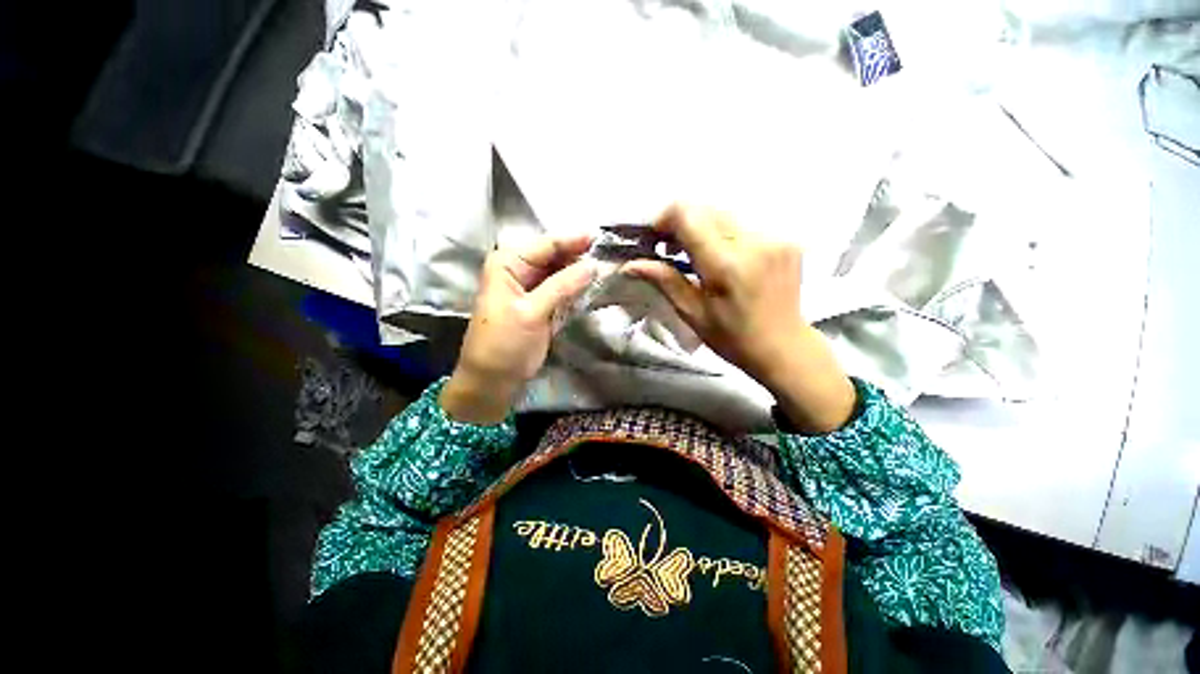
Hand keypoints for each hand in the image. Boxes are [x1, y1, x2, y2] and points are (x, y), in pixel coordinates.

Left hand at [440, 234, 594, 423]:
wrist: (493, 379)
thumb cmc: (504, 343)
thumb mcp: (531, 312)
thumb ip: (562, 286)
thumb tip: (593, 266)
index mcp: (508, 263)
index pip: (546, 244)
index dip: (573, 240)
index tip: (602, 237)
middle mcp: (519, 270)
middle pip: (555, 256)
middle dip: (580, 255)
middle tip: (610, 254)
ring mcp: (532, 288)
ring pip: (561, 273)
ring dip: (581, 272)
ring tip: (608, 267)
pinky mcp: (542, 305)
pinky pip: (563, 290)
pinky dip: (577, 289)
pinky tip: (595, 285)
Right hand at [623, 204, 854, 432]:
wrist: (783, 347)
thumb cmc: (732, 338)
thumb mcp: (692, 313)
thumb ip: (664, 280)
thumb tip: (630, 264)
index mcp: (726, 264)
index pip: (688, 215)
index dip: (664, 219)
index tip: (654, 240)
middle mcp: (754, 241)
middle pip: (705, 208)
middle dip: (681, 223)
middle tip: (670, 249)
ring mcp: (775, 237)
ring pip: (724, 214)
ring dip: (702, 227)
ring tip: (695, 254)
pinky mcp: (787, 239)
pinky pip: (745, 223)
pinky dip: (725, 234)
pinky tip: (723, 257)